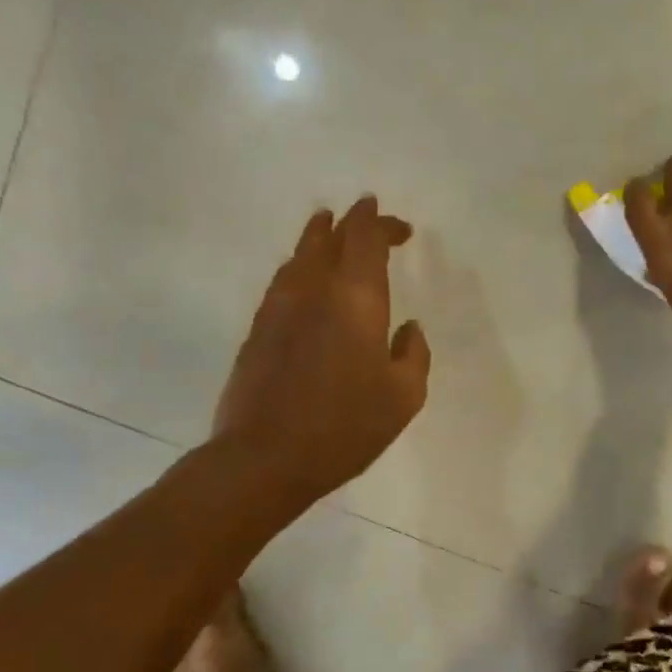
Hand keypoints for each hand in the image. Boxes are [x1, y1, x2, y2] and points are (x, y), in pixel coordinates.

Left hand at [213, 196, 430, 498]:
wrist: (266, 456)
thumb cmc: (346, 426)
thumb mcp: (404, 397)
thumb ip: (414, 355)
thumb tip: (408, 328)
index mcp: (355, 299)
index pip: (365, 239)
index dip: (381, 224)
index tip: (399, 227)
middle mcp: (314, 289)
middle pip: (330, 237)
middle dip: (352, 222)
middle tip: (368, 215)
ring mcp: (279, 307)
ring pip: (299, 255)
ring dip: (318, 237)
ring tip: (328, 229)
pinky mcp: (258, 330)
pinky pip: (283, 281)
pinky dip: (299, 267)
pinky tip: (303, 279)